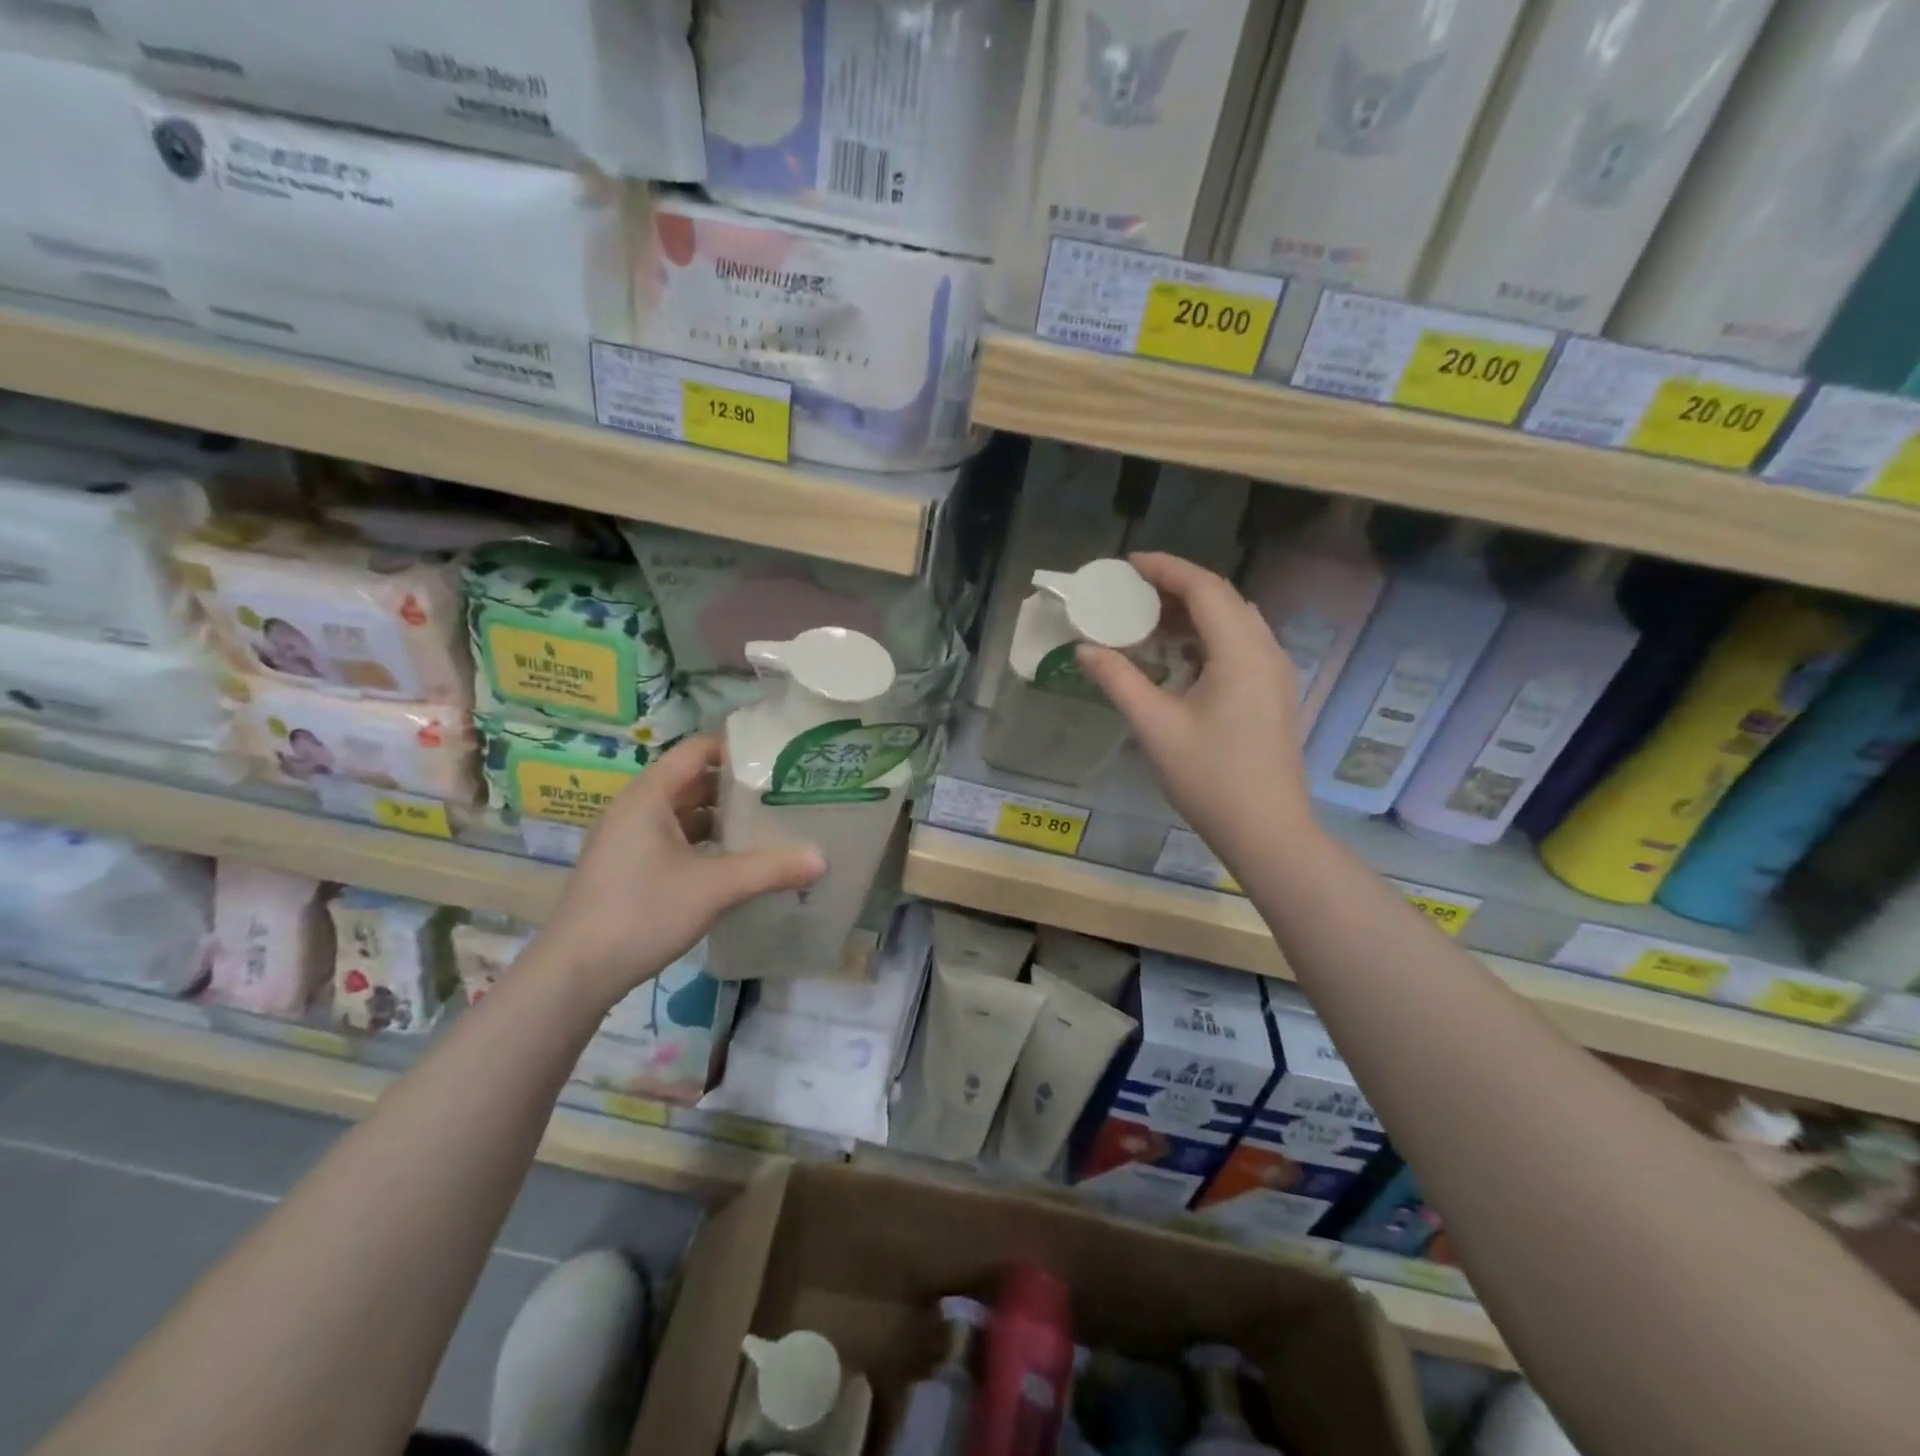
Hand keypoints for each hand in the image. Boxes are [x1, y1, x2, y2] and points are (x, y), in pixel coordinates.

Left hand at [538, 735, 822, 1007]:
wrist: (573, 974)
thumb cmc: (642, 914)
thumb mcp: (714, 888)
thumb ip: (770, 869)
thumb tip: (822, 859)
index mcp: (649, 796)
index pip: (697, 750)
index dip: (737, 748)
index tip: (779, 758)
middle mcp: (635, 809)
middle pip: (693, 781)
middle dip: (737, 787)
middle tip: (784, 792)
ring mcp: (627, 839)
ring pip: (683, 814)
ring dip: (721, 818)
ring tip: (768, 825)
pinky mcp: (626, 867)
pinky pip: (673, 839)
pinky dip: (704, 842)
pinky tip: (734, 862)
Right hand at [1078, 552, 1312, 865]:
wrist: (1268, 831)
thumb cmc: (1210, 778)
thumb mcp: (1156, 727)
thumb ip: (1119, 681)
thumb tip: (1085, 649)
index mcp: (1241, 652)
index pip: (1204, 588)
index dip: (1166, 568)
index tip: (1128, 564)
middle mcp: (1266, 651)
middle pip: (1223, 599)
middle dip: (1177, 588)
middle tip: (1132, 593)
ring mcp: (1276, 673)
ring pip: (1234, 622)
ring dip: (1193, 613)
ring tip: (1149, 621)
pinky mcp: (1274, 694)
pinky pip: (1241, 645)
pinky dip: (1208, 637)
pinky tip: (1179, 657)